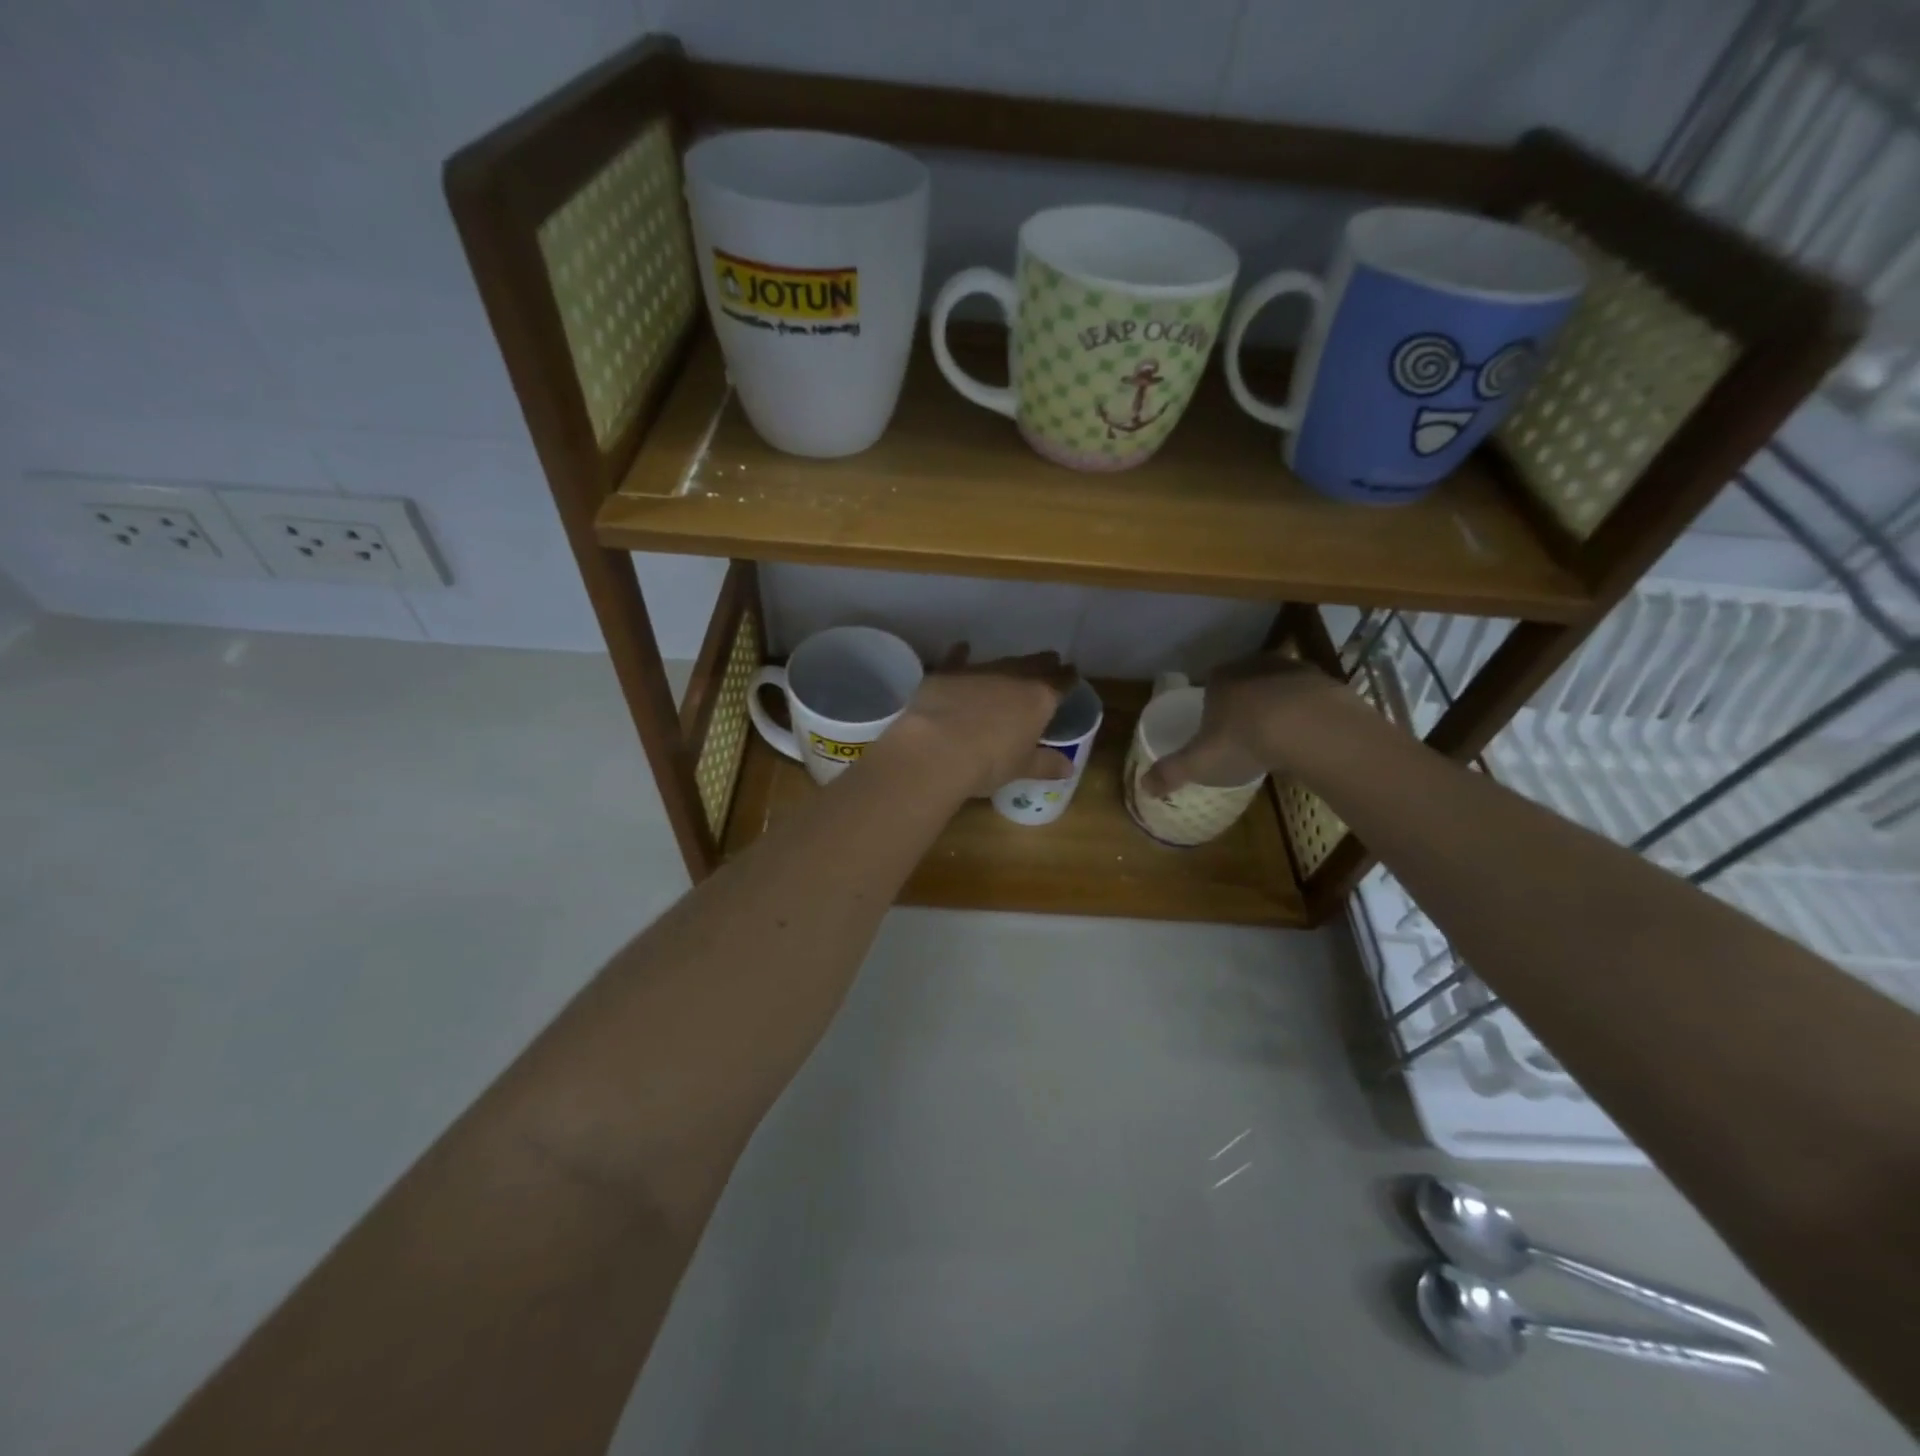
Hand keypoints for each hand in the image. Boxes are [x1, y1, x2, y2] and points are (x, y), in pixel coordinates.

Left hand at [887, 646, 1077, 798]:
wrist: (938, 749)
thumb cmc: (989, 763)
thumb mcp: (1022, 768)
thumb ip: (1046, 764)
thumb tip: (1068, 767)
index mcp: (1039, 700)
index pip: (1061, 684)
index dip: (1068, 678)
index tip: (1072, 673)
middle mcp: (1013, 678)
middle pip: (1035, 665)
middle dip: (1044, 663)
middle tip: (1051, 660)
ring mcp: (980, 672)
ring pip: (1002, 661)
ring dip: (1010, 662)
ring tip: (1016, 663)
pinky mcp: (948, 673)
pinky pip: (958, 659)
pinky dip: (962, 654)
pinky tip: (963, 648)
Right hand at [1140, 653, 1353, 795]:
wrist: (1310, 728)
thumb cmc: (1244, 740)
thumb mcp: (1199, 762)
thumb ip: (1171, 772)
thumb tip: (1142, 786)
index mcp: (1219, 679)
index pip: (1209, 684)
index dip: (1210, 703)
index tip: (1214, 725)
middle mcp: (1254, 666)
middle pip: (1245, 681)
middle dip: (1244, 701)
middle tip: (1246, 730)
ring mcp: (1293, 671)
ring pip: (1279, 686)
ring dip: (1278, 704)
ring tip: (1279, 735)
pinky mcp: (1326, 683)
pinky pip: (1311, 698)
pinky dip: (1308, 712)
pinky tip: (1308, 736)